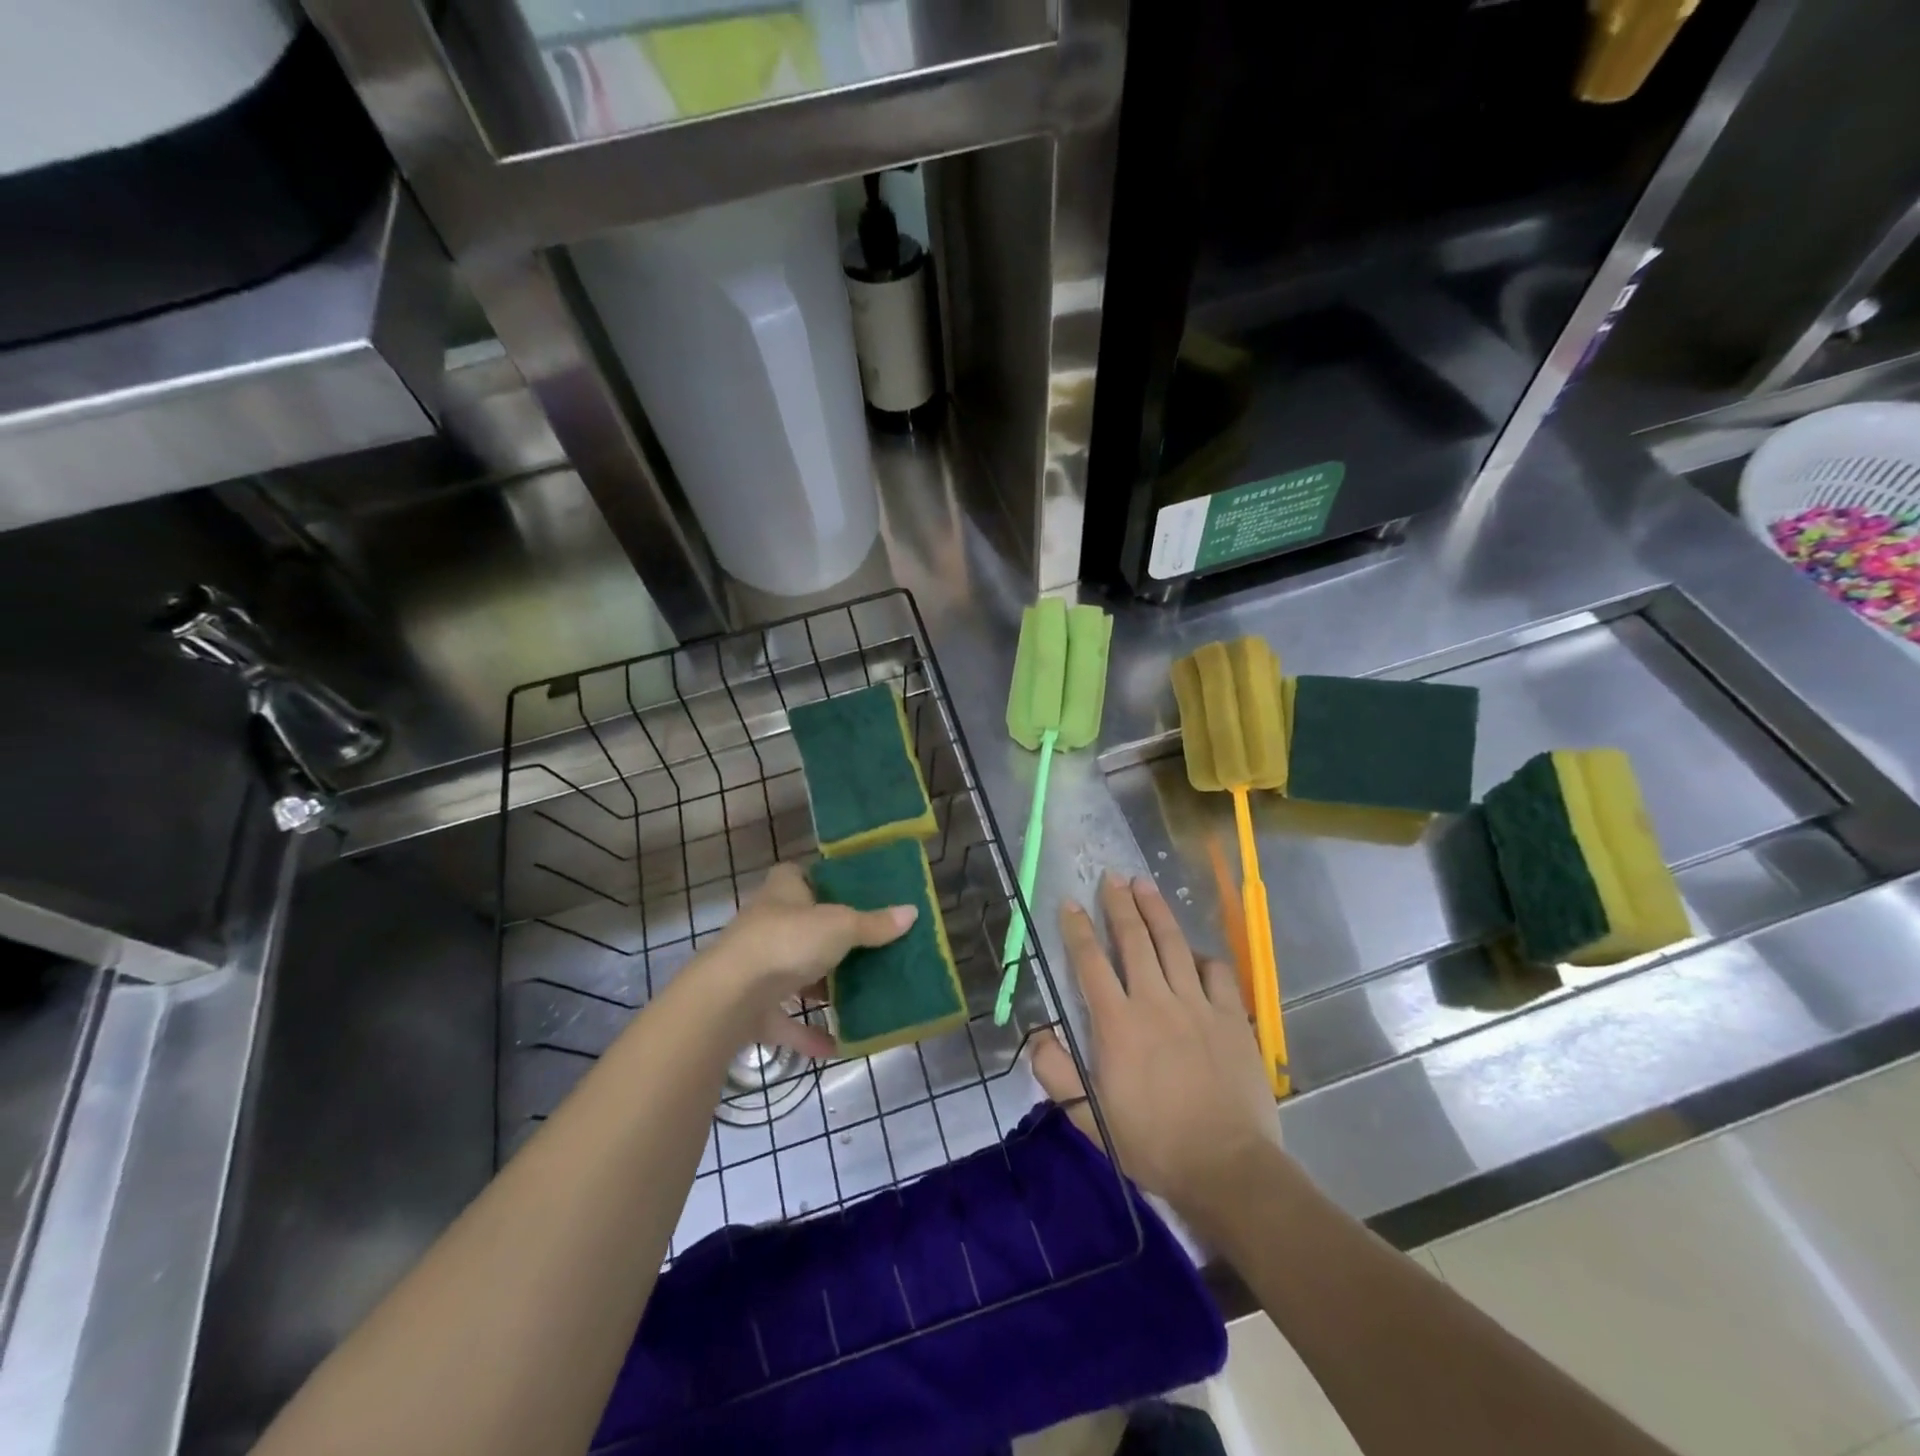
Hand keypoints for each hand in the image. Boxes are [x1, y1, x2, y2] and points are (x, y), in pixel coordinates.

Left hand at [699, 862, 916, 1057]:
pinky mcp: (752, 1008)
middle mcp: (765, 925)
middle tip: (866, 944)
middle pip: (800, 925)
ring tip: (858, 992)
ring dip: (819, 985)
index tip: (847, 890)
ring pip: (792, 972)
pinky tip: (839, 1044)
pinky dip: (810, 1033)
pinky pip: (786, 1020)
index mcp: (782, 893)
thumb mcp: (840, 926)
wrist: (729, 997)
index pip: (795, 874)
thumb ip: (874, 924)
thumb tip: (912, 912)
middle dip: (827, 937)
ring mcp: (756, 968)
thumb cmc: (787, 942)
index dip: (818, 879)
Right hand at [1029, 872, 1283, 1223]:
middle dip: (1119, 904)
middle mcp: (1155, 1001)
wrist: (1227, 1167)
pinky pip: (1216, 972)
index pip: (1090, 962)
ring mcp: (1198, 1005)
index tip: (1069, 903)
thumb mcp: (1091, 1118)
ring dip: (1156, 911)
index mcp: (1118, 1023)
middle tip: (1111, 877)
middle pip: (1134, 940)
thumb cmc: (1153, 1143)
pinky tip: (1194, 951)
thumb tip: (1037, 1035)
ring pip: (1173, 944)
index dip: (1077, 929)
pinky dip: (1201, 956)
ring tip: (1144, 885)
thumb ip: (1057, 1074)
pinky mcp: (1232, 1017)